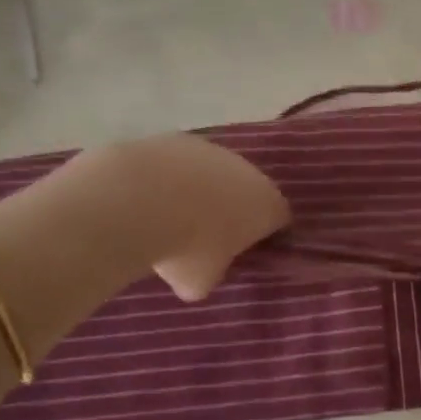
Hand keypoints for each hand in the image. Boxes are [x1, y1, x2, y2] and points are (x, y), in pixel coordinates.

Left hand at [118, 135, 291, 300]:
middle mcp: (248, 171)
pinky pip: (182, 162)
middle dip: (233, 207)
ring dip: (201, 188)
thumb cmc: (185, 248)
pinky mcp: (178, 138)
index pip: (279, 218)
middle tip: (207, 233)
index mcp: (266, 205)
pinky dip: (172, 175)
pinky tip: (150, 194)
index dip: (265, 234)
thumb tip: (203, 270)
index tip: (246, 249)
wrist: (140, 200)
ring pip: (214, 172)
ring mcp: (213, 150)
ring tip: (171, 213)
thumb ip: (213, 273)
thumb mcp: (201, 282)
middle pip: (248, 189)